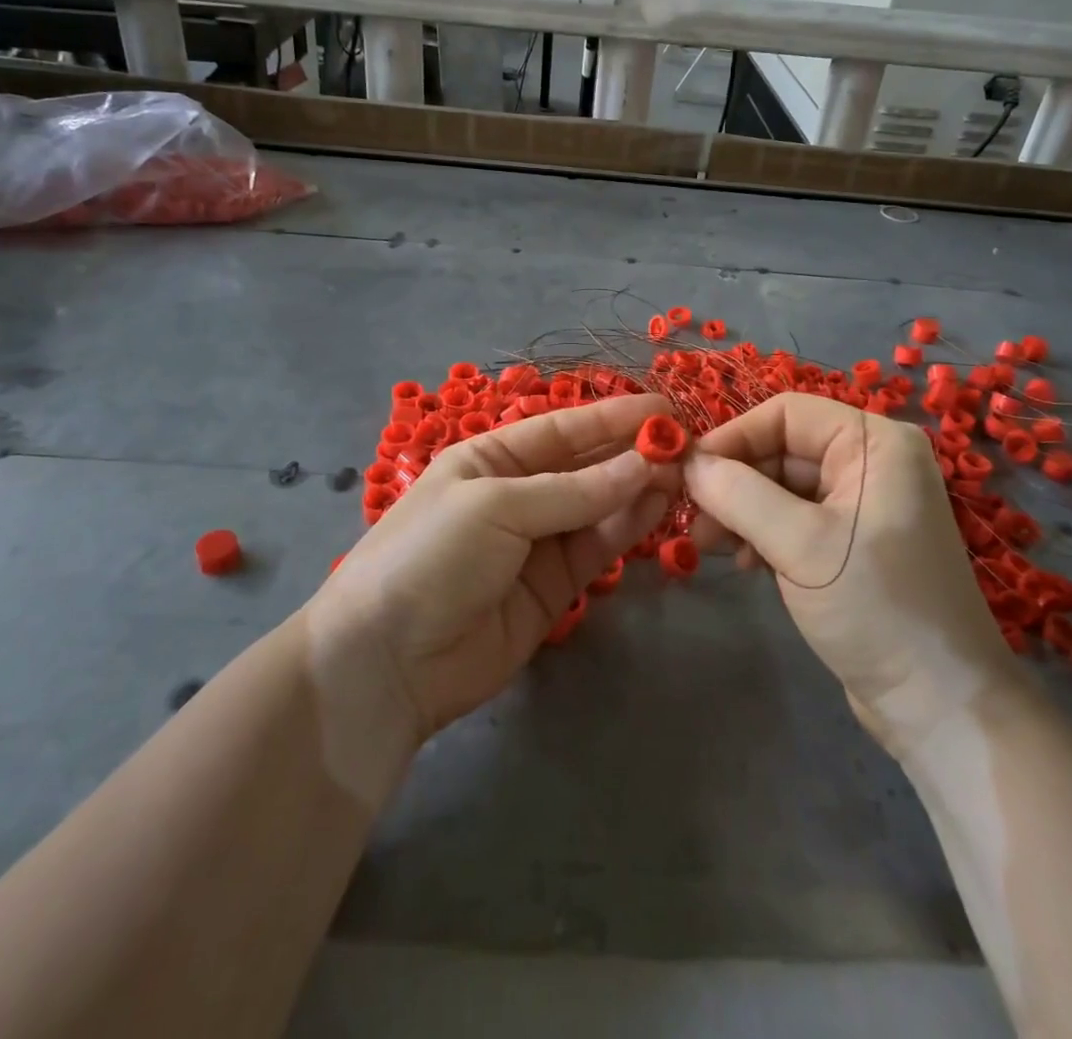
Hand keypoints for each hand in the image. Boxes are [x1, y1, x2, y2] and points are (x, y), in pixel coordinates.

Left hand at [311, 396, 679, 741]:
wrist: (386, 663)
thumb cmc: (430, 557)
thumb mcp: (495, 507)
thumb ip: (573, 491)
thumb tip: (643, 465)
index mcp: (490, 459)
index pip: (561, 428)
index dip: (611, 416)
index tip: (663, 407)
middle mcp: (517, 494)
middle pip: (585, 466)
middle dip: (631, 453)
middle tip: (686, 446)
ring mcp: (537, 542)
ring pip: (598, 507)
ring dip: (637, 489)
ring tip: (683, 475)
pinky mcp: (554, 588)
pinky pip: (597, 548)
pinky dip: (627, 528)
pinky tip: (658, 508)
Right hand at [685, 393, 1016, 754]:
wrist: (940, 707)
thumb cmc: (877, 610)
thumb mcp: (801, 546)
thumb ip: (738, 495)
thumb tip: (686, 463)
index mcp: (875, 444)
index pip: (787, 413)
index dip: (734, 436)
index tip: (688, 471)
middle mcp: (872, 462)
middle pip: (782, 449)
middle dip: (735, 480)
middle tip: (691, 518)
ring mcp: (863, 504)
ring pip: (782, 485)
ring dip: (742, 509)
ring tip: (708, 546)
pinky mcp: (853, 542)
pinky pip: (795, 518)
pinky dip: (763, 532)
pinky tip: (746, 563)